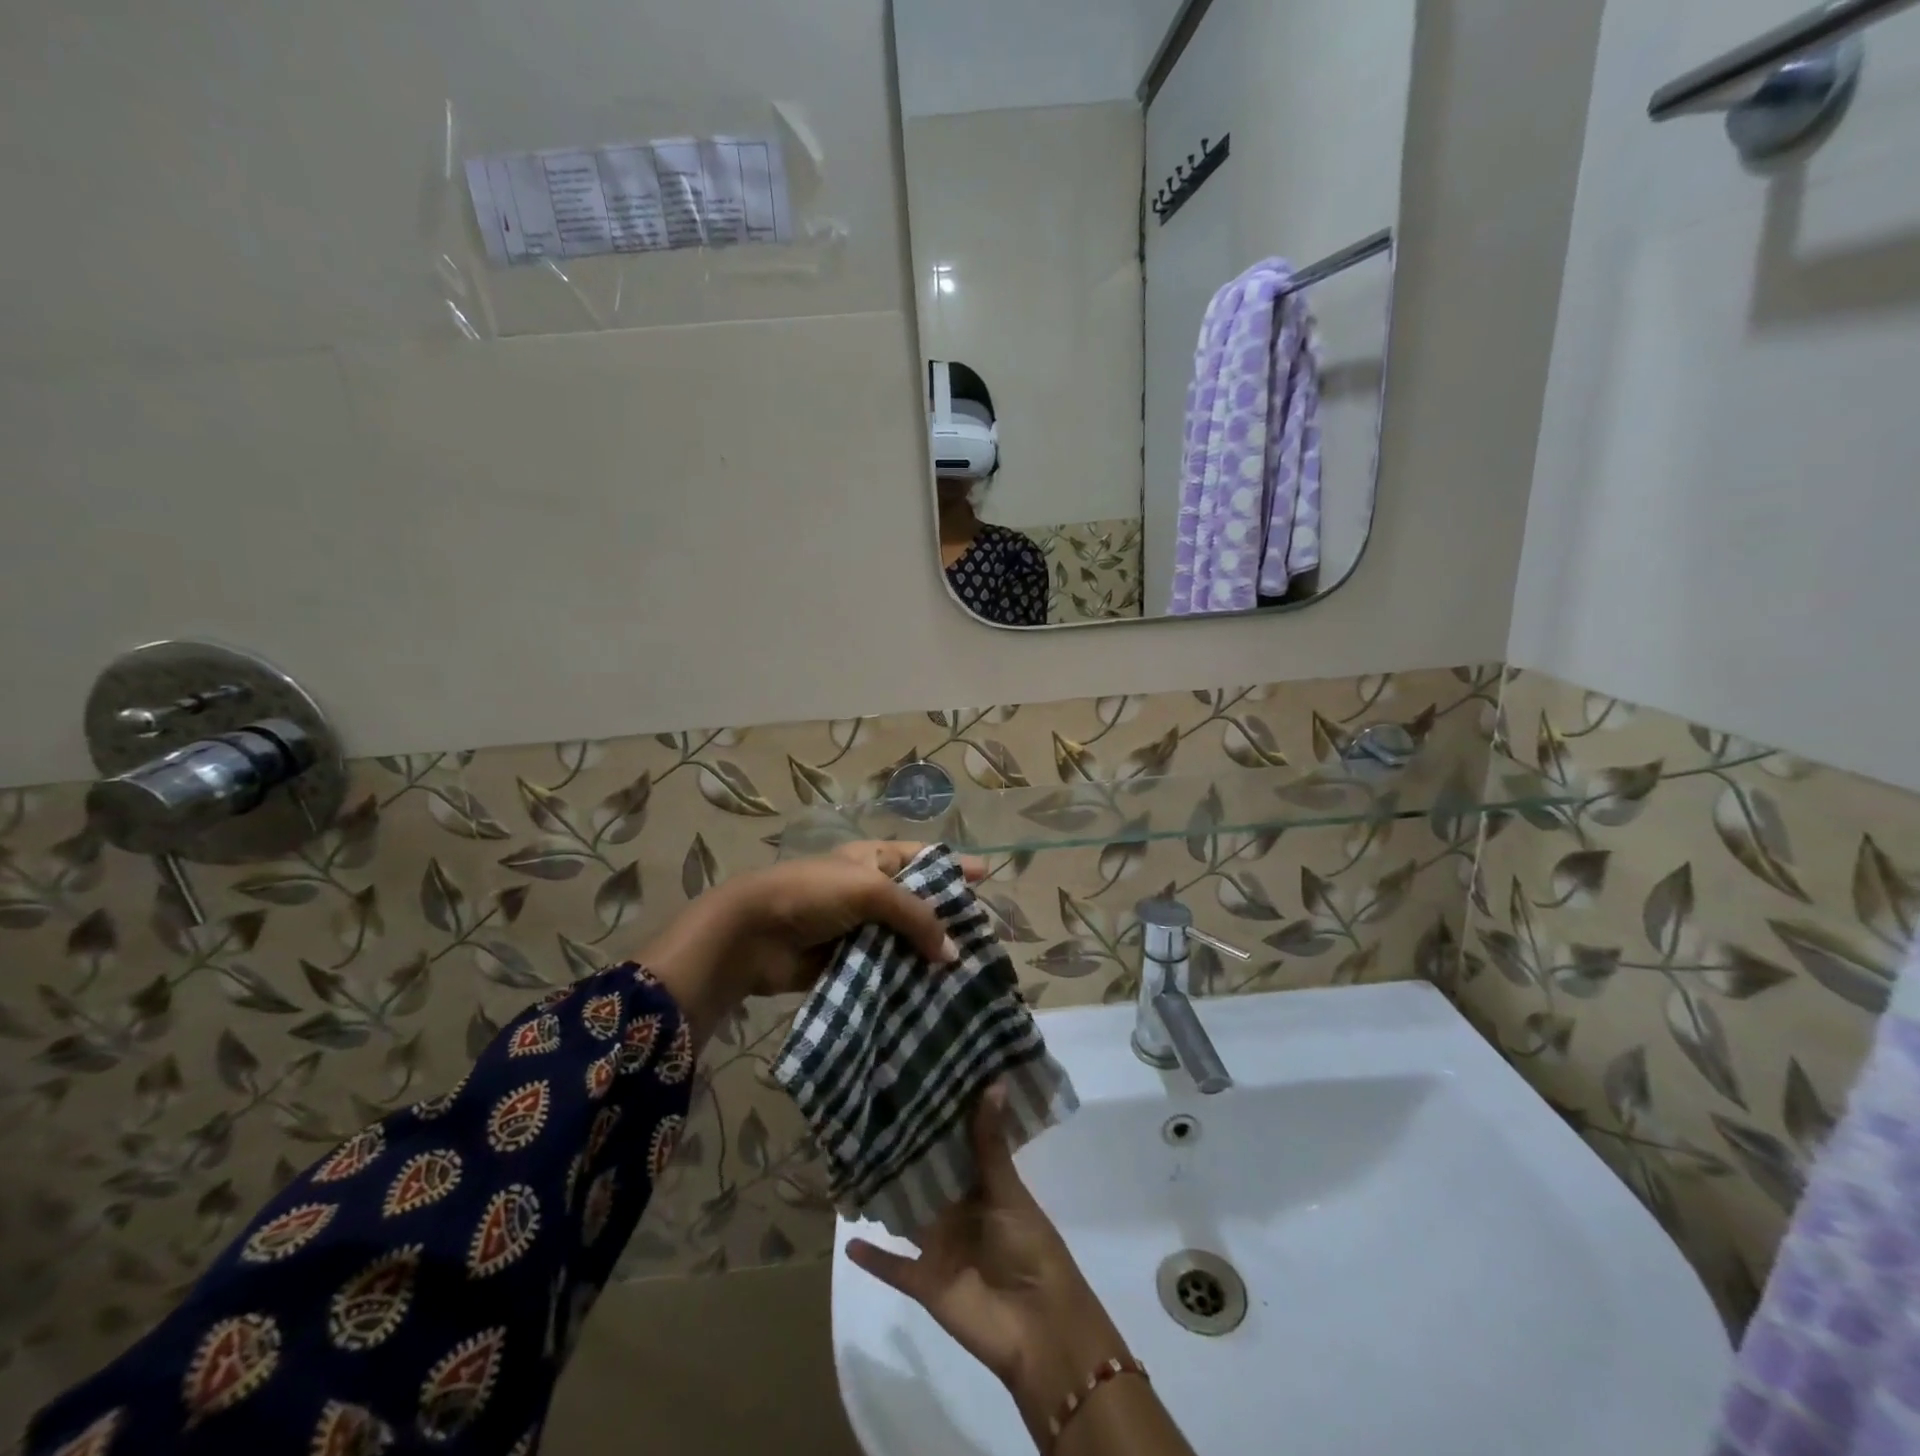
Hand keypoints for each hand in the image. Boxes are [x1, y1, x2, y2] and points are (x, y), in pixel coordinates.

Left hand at [639, 841, 985, 1044]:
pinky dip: (905, 982)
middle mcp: (868, 891)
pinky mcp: (847, 963)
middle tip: (984, 939)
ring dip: (928, 956)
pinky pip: (885, 971)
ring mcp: (857, 929)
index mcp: (872, 859)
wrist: (752, 935)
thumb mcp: (870, 890)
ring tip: (966, 975)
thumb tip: (953, 953)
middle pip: (918, 903)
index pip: (922, 857)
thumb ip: (916, 917)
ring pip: (904, 941)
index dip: (953, 864)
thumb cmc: (812, 895)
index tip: (987, 875)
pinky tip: (932, 998)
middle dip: (947, 918)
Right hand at [846, 1087, 1129, 1438]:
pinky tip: (847, 1240)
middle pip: (926, 1178)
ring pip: (906, 1216)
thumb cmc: (1031, 1249)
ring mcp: (939, 1245)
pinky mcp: (924, 1280)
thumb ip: (991, 1143)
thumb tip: (993, 1081)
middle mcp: (957, 1210)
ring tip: (849, 1165)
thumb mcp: (1009, 1191)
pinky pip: (893, 1267)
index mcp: (981, 1186)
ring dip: (884, 1199)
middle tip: (870, 1114)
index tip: (912, 1083)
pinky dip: (873, 1257)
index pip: (954, 1147)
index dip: (937, 1120)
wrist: (1039, 1328)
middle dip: (904, 1153)